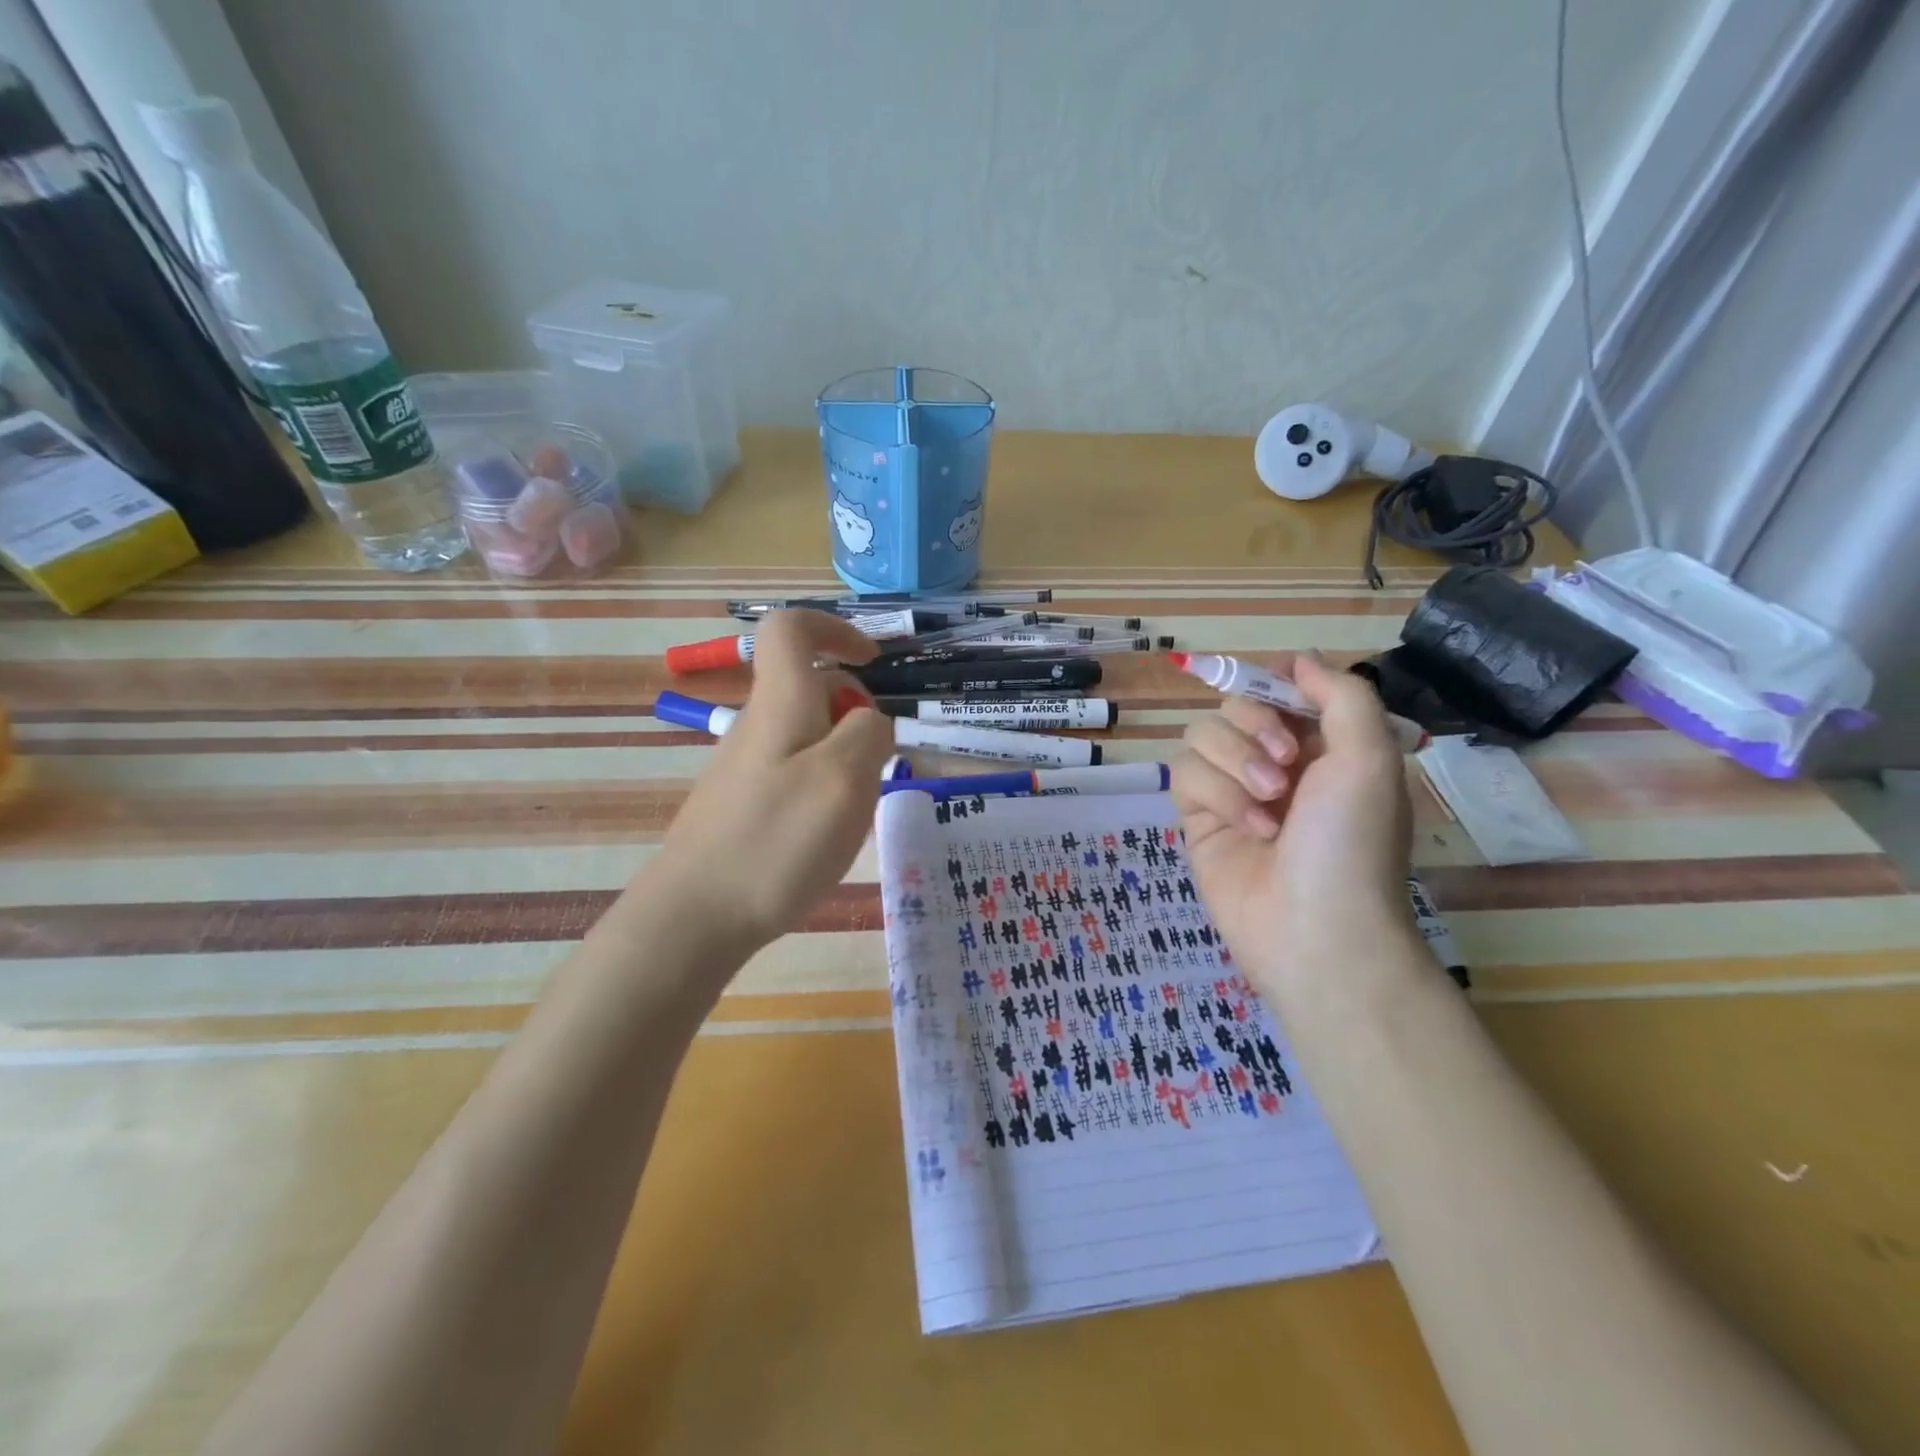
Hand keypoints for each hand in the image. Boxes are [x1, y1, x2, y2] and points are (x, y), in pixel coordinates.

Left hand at [650, 610, 893, 955]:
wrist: (695, 916)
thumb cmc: (776, 841)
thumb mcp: (845, 780)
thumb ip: (869, 734)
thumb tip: (869, 720)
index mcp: (780, 703)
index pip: (792, 629)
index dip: (835, 629)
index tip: (872, 662)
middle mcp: (757, 724)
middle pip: (810, 687)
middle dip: (855, 715)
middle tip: (873, 768)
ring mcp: (744, 765)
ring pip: (807, 734)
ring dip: (844, 758)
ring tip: (851, 813)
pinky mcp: (741, 802)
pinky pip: (793, 771)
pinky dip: (823, 787)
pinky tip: (823, 836)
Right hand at [1171, 654, 1418, 998]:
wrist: (1316, 929)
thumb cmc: (1353, 842)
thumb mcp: (1370, 757)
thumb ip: (1341, 694)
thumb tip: (1299, 658)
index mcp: (1322, 744)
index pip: (1279, 687)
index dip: (1273, 686)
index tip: (1282, 702)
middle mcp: (1275, 760)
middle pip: (1233, 705)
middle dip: (1255, 728)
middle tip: (1286, 765)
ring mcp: (1233, 788)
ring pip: (1201, 736)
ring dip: (1236, 764)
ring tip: (1269, 807)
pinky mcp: (1199, 817)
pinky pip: (1185, 775)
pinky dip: (1217, 796)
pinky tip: (1249, 830)